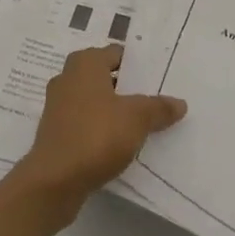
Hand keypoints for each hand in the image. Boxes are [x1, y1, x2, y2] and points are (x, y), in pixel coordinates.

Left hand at [14, 44, 187, 218]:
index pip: (117, 53)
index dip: (139, 65)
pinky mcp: (55, 132)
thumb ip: (159, 108)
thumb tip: (180, 103)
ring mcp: (58, 106)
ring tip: (142, 124)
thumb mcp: (137, 119)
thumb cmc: (96, 135)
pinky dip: (100, 128)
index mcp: (85, 63)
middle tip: (155, 99)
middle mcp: (68, 77)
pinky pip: (85, 122)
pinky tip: (120, 144)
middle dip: (128, 88)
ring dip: (114, 110)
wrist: (54, 181)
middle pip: (106, 77)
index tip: (159, 78)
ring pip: (95, 101)